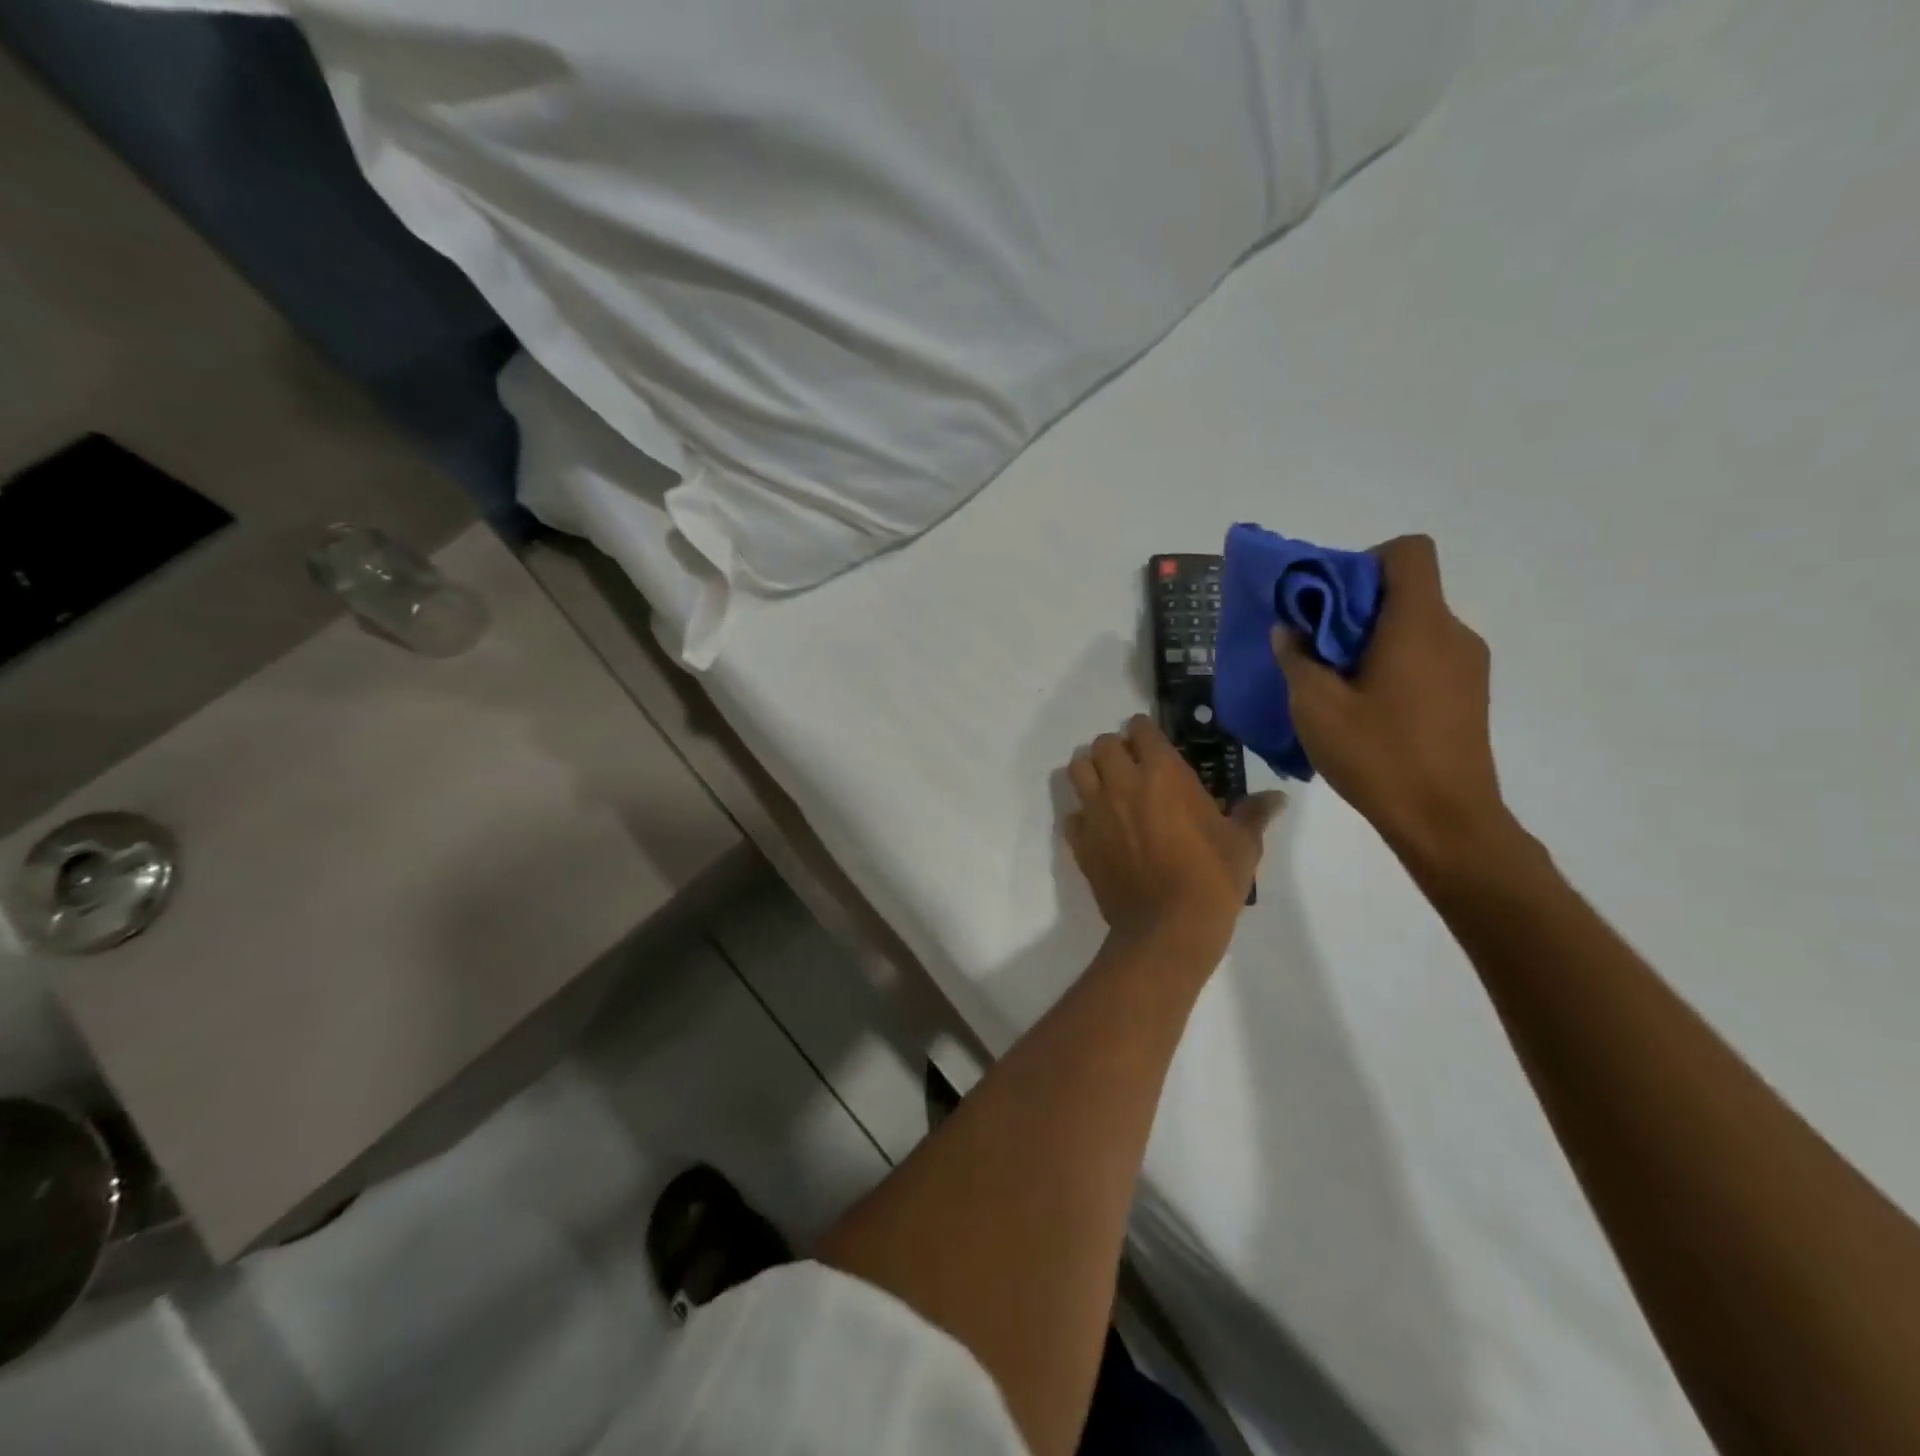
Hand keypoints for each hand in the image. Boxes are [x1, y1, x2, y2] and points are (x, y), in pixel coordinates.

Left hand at [1065, 715, 1284, 958]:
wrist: (1168, 928)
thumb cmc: (1211, 879)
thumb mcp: (1242, 844)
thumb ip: (1254, 814)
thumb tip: (1277, 798)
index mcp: (1163, 773)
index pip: (1141, 729)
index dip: (1145, 732)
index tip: (1153, 743)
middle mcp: (1123, 783)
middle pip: (1103, 744)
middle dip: (1115, 749)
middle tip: (1131, 767)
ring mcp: (1096, 811)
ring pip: (1077, 770)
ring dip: (1091, 772)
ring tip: (1108, 788)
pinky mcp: (1080, 841)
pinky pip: (1072, 815)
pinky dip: (1082, 816)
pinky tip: (1099, 829)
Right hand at [1273, 535, 1514, 869]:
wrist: (1446, 821)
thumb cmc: (1378, 756)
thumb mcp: (1317, 707)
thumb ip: (1297, 658)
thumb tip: (1289, 628)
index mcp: (1419, 624)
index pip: (1409, 552)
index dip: (1365, 561)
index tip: (1328, 600)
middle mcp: (1452, 633)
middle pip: (1406, 591)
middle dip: (1355, 608)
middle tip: (1315, 648)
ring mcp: (1468, 665)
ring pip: (1414, 627)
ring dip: (1372, 641)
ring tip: (1336, 685)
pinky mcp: (1469, 695)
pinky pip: (1426, 656)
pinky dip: (1393, 664)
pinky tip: (1366, 709)